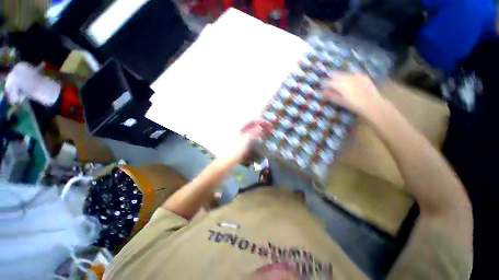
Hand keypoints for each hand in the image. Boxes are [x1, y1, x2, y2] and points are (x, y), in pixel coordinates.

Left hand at [230, 119, 272, 161]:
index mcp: (239, 128)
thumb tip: (260, 127)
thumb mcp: (245, 142)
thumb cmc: (235, 151)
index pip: (251, 121)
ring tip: (267, 132)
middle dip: (261, 125)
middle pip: (252, 125)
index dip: (260, 121)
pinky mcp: (241, 141)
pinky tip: (260, 137)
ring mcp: (240, 136)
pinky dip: (256, 135)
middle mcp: (239, 130)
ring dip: (259, 130)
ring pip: (252, 130)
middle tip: (270, 128)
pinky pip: (250, 135)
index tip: (269, 124)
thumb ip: (253, 133)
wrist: (227, 162)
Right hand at [322, 72, 385, 118]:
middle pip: (335, 75)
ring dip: (340, 77)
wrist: (372, 104)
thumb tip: (322, 92)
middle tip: (331, 85)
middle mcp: (346, 77)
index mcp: (339, 84)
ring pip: (344, 73)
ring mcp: (355, 76)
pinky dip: (350, 77)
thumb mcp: (340, 102)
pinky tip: (351, 83)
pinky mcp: (363, 76)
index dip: (324, 84)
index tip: (324, 87)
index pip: (327, 82)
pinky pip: (353, 74)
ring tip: (341, 83)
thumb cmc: (353, 105)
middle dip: (332, 79)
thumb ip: (330, 96)